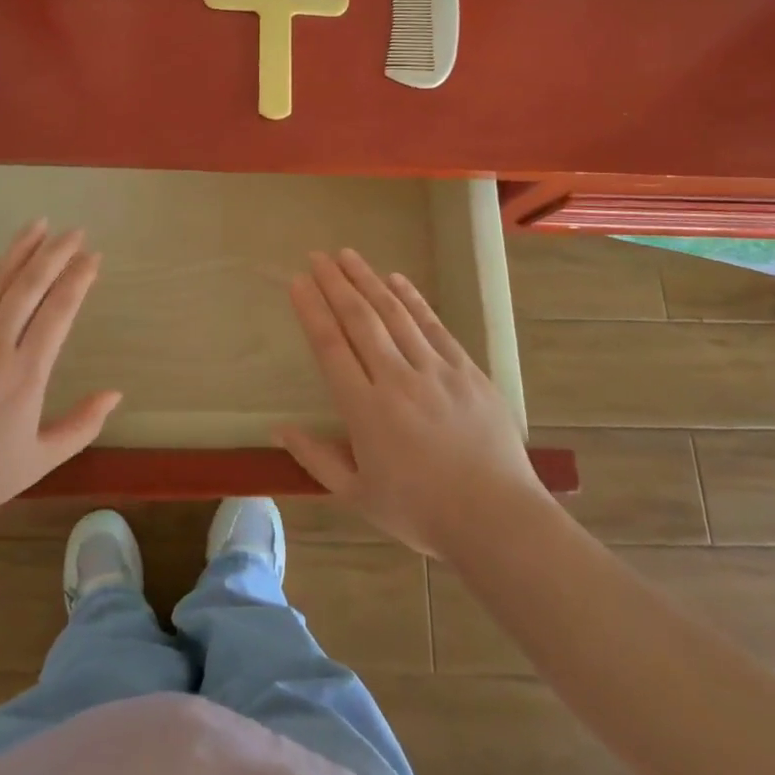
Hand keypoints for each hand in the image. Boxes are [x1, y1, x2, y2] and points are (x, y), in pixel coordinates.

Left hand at [0, 221, 121, 555]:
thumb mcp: (39, 460)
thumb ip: (82, 425)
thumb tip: (116, 393)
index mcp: (25, 376)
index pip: (59, 312)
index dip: (79, 279)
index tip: (94, 257)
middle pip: (29, 286)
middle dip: (55, 253)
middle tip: (74, 231)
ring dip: (16, 250)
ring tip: (37, 226)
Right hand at [278, 248, 549, 558]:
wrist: (496, 519)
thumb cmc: (421, 512)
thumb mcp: (358, 496)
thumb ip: (316, 458)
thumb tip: (279, 428)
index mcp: (365, 410)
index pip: (330, 347)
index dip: (311, 310)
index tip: (297, 282)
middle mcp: (396, 380)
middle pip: (359, 320)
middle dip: (335, 284)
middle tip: (317, 256)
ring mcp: (434, 370)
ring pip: (394, 314)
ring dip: (368, 280)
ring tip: (348, 255)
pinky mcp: (465, 370)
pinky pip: (433, 325)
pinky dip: (412, 299)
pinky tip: (396, 279)